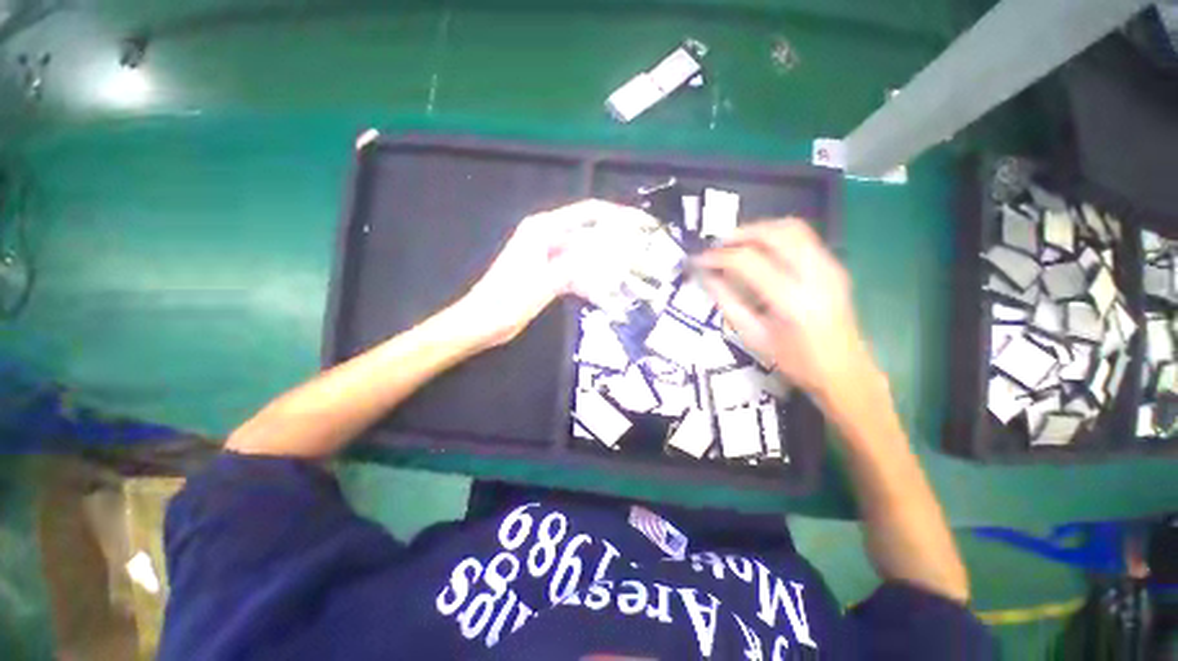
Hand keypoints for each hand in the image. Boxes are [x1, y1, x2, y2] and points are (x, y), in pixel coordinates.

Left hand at [454, 199, 657, 347]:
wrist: (481, 322)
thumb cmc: (507, 300)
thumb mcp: (545, 281)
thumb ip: (577, 264)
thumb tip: (611, 250)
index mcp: (543, 229)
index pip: (587, 213)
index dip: (615, 216)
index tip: (641, 224)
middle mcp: (547, 237)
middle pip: (588, 234)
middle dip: (614, 243)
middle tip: (641, 254)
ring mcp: (549, 257)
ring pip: (584, 255)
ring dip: (604, 265)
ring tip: (630, 274)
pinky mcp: (548, 275)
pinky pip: (576, 273)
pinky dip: (589, 281)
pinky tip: (605, 293)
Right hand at [694, 219, 876, 404]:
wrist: (845, 371)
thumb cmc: (796, 362)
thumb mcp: (755, 336)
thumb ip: (728, 303)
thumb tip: (707, 277)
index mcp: (792, 300)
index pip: (748, 261)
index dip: (719, 256)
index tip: (699, 259)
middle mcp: (815, 275)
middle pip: (774, 233)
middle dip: (740, 234)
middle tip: (717, 245)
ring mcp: (830, 267)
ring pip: (792, 227)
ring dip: (759, 229)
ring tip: (736, 243)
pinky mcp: (835, 266)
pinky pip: (803, 237)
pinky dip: (776, 235)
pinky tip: (761, 249)